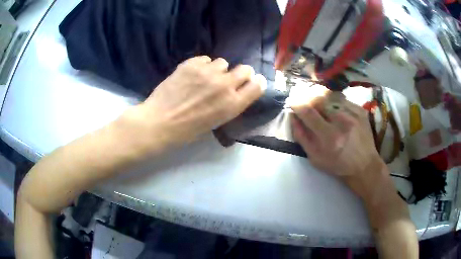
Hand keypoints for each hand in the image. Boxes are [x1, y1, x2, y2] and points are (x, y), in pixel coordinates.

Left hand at [129, 56, 265, 147]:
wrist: (160, 122)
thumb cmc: (187, 130)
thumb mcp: (215, 122)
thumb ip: (228, 104)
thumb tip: (233, 90)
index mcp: (233, 104)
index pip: (257, 86)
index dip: (255, 82)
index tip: (251, 82)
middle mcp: (225, 85)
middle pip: (245, 69)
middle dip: (241, 73)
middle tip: (228, 78)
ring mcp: (208, 72)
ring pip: (223, 62)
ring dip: (217, 69)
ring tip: (204, 78)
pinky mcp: (192, 64)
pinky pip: (205, 59)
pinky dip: (202, 65)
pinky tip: (192, 74)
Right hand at [290, 85, 388, 199]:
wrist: (364, 165)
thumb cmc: (338, 165)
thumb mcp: (315, 158)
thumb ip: (302, 137)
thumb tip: (293, 117)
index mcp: (330, 137)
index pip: (308, 112)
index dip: (297, 104)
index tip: (292, 102)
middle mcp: (342, 121)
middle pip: (319, 99)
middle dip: (308, 98)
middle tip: (305, 102)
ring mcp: (354, 113)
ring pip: (330, 96)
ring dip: (321, 99)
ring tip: (319, 105)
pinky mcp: (360, 110)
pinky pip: (342, 99)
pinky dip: (334, 102)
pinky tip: (334, 110)